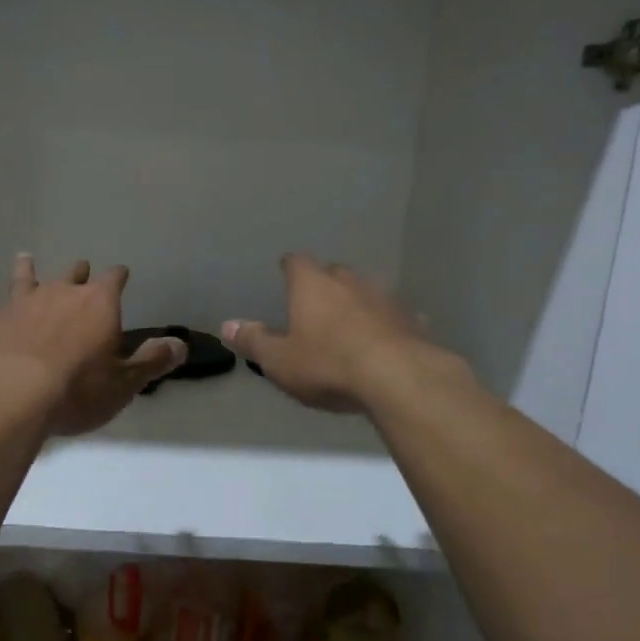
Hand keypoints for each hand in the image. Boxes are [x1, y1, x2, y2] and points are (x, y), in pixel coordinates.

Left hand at [0, 255, 185, 435]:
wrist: (14, 394)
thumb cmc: (78, 389)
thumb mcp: (125, 382)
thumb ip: (153, 361)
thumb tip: (181, 344)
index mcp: (98, 304)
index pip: (114, 280)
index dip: (118, 276)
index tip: (122, 273)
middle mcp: (61, 293)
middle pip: (73, 275)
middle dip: (79, 272)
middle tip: (80, 269)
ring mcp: (22, 303)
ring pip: (26, 278)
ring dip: (27, 270)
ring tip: (25, 257)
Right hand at [222, 254, 438, 413]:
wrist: (398, 378)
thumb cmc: (327, 364)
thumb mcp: (279, 360)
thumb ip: (254, 341)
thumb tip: (226, 325)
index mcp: (312, 285)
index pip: (297, 262)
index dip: (290, 267)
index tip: (286, 273)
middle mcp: (349, 281)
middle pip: (334, 272)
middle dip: (324, 284)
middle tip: (315, 304)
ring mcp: (385, 298)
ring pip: (367, 291)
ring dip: (357, 302)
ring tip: (350, 323)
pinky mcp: (412, 320)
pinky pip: (394, 317)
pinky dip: (386, 324)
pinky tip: (385, 341)